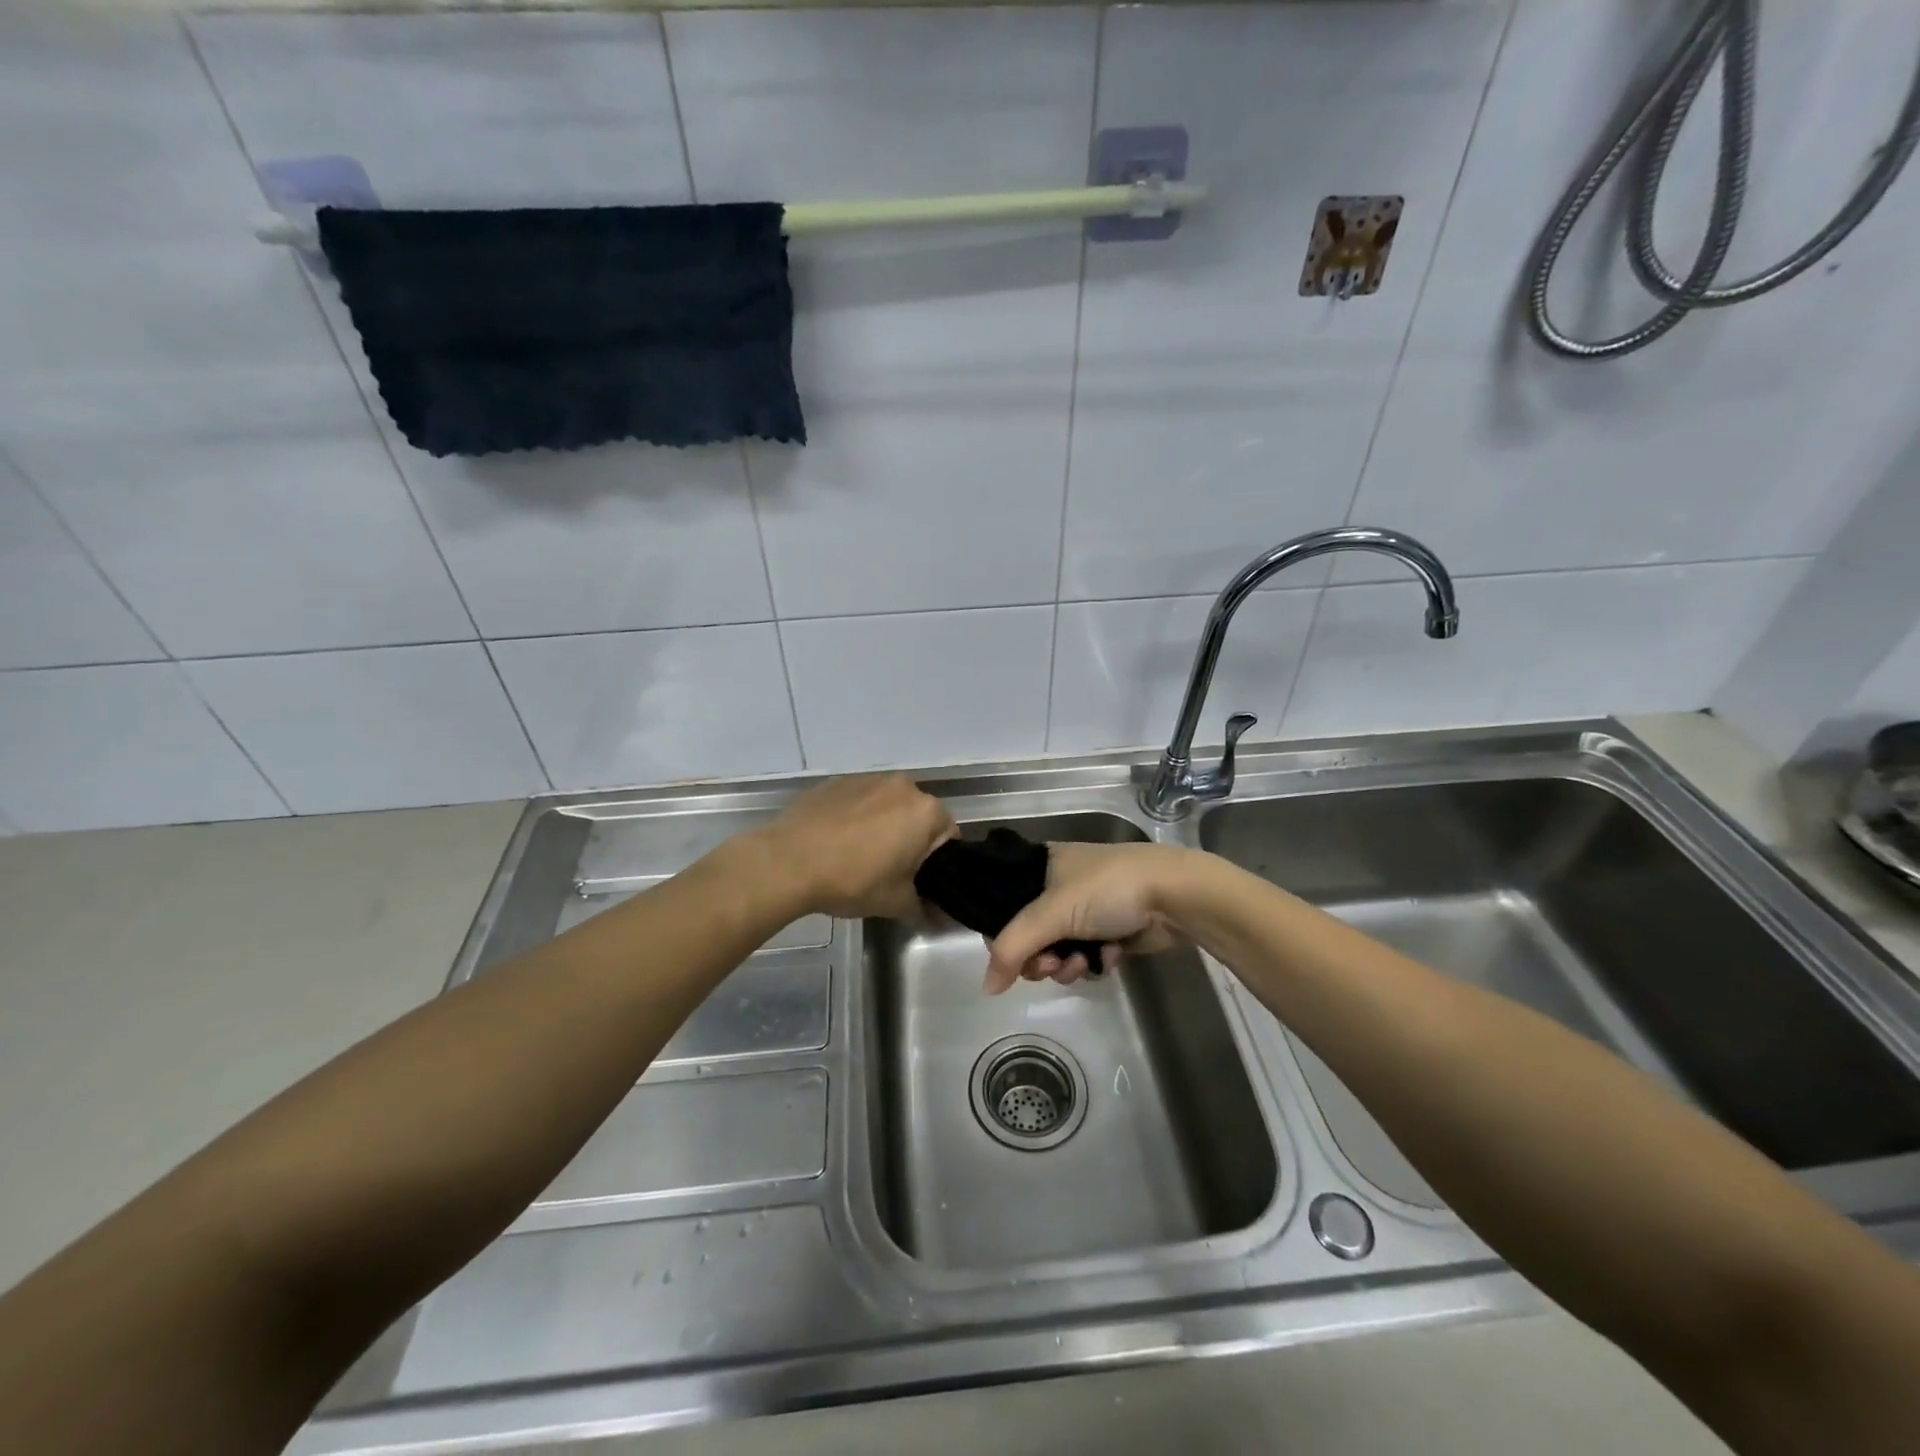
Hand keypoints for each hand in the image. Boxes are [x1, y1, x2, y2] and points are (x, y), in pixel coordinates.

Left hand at [755, 774, 955, 919]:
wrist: (788, 861)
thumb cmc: (853, 879)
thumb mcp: (895, 902)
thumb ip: (923, 908)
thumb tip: (939, 919)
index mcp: (927, 812)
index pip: (950, 836)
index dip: (939, 863)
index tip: (920, 881)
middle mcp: (904, 786)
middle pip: (919, 816)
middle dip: (911, 840)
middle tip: (892, 872)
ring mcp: (869, 779)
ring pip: (889, 805)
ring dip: (884, 825)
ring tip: (860, 855)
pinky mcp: (838, 781)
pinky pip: (860, 801)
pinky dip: (857, 817)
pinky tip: (837, 842)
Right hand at [984, 842, 1199, 993]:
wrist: (1174, 895)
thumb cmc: (1108, 889)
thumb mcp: (1052, 912)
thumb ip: (1013, 947)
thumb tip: (987, 987)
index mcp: (1041, 866)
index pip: (1004, 905)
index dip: (1005, 936)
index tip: (1014, 957)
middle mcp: (1059, 886)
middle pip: (1030, 936)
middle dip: (1041, 958)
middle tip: (1051, 966)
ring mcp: (1086, 910)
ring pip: (1058, 951)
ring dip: (1068, 964)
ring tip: (1084, 963)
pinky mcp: (1110, 931)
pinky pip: (1086, 957)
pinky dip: (1094, 961)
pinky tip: (1110, 956)